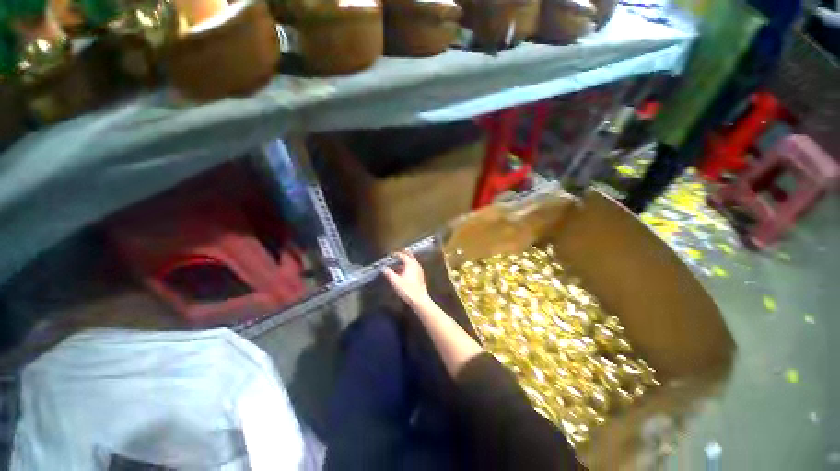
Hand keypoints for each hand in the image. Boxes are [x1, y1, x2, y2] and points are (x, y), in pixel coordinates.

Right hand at [383, 252, 428, 306]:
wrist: (419, 299)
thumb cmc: (407, 289)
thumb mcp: (395, 281)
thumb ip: (389, 273)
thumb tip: (383, 268)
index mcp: (410, 264)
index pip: (403, 256)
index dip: (397, 254)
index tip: (392, 255)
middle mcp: (416, 265)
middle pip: (410, 257)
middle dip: (404, 255)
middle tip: (398, 254)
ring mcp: (419, 270)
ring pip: (412, 262)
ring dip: (406, 261)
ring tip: (399, 264)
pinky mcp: (420, 276)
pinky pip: (414, 267)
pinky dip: (409, 266)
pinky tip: (404, 272)